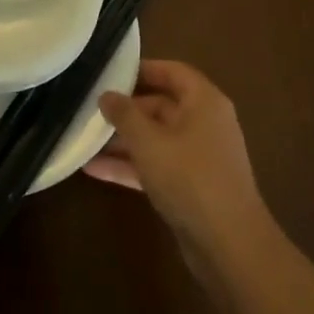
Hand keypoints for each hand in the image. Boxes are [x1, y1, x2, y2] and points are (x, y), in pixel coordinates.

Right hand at [89, 60, 269, 264]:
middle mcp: (204, 123)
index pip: (172, 72)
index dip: (142, 69)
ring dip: (123, 140)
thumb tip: (106, 94)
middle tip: (89, 108)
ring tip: (85, 138)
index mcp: (204, 102)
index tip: (109, 72)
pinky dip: (130, 165)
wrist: (228, 244)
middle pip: (161, 105)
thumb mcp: (149, 142)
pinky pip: (156, 165)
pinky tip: (93, 169)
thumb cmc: (189, 178)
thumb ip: (124, 114)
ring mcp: (198, 157)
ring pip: (156, 138)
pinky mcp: (190, 186)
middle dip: (126, 109)